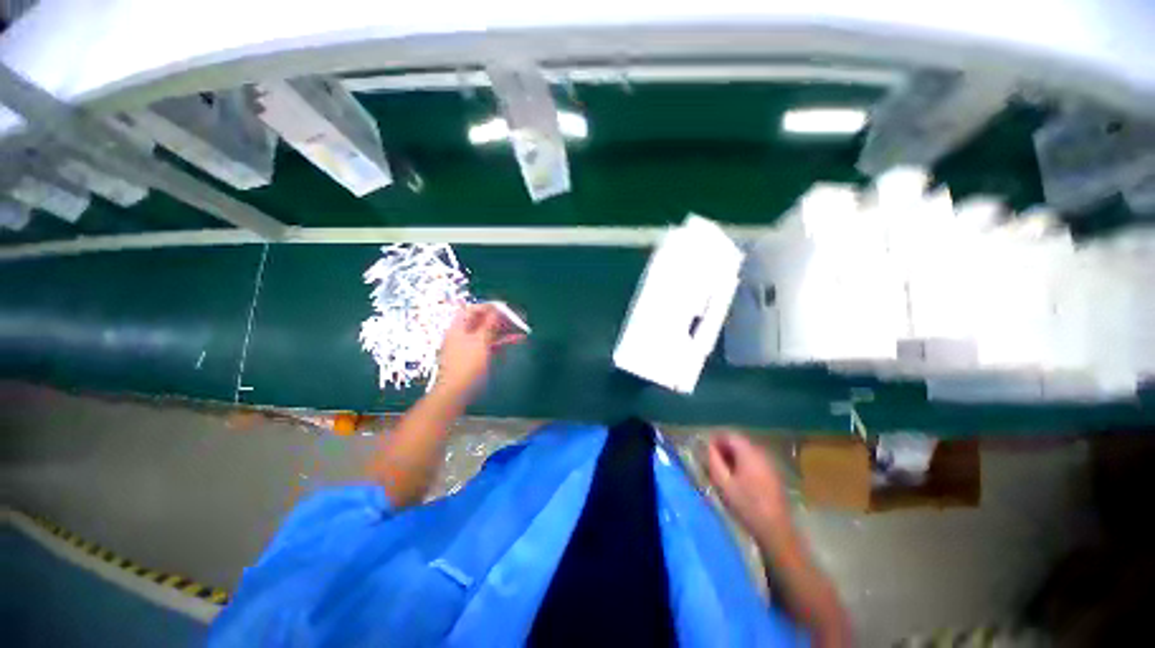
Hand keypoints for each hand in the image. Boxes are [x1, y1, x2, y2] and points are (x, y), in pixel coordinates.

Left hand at [435, 304, 523, 397]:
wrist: (456, 392)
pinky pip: (489, 344)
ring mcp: (468, 346)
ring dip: (503, 331)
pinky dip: (501, 342)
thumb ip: (489, 324)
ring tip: (521, 330)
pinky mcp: (474, 357)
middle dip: (499, 319)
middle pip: (481, 320)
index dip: (488, 306)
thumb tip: (496, 309)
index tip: (505, 307)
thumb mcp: (481, 341)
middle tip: (516, 318)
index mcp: (458, 327)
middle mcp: (462, 334)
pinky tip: (515, 341)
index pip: (472, 309)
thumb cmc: (467, 364)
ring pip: (487, 333)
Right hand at [705, 432, 792, 543]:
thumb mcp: (723, 483)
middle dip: (724, 448)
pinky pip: (755, 461)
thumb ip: (713, 461)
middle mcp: (761, 453)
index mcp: (749, 453)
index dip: (716, 439)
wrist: (775, 529)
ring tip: (724, 471)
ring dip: (734, 456)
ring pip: (747, 452)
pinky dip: (744, 464)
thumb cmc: (746, 505)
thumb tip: (708, 447)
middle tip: (713, 462)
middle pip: (739, 442)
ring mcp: (770, 463)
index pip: (729, 435)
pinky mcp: (774, 474)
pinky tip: (739, 479)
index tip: (707, 451)